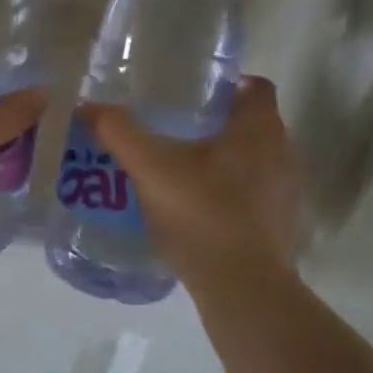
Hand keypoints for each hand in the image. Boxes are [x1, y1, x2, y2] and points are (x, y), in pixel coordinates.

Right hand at [81, 77, 305, 281]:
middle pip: (251, 124)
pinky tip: (195, 207)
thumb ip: (119, 133)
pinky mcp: (279, 225)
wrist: (240, 286)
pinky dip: (229, 192)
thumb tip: (87, 107)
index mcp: (259, 129)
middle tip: (173, 130)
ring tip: (179, 168)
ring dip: (222, 160)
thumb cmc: (201, 213)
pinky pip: (253, 194)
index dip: (225, 85)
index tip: (190, 95)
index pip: (254, 87)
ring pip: (253, 161)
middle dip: (215, 123)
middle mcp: (283, 154)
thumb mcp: (150, 168)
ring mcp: (285, 192)